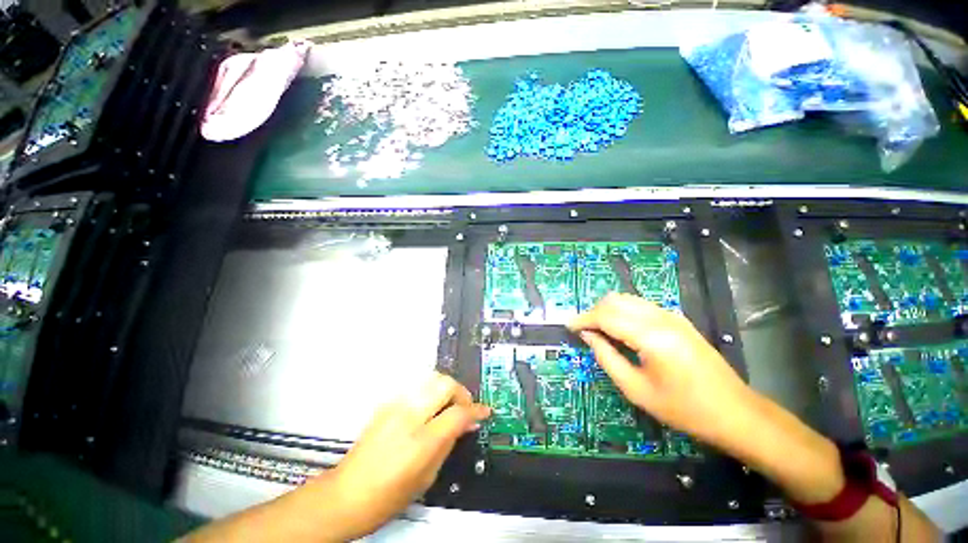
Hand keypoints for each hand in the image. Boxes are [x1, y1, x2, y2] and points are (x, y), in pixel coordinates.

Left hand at [316, 372, 489, 539]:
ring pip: (431, 378)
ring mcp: (395, 406)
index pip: (457, 413)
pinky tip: (430, 407)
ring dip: (446, 388)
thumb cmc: (387, 497)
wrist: (345, 495)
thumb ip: (449, 444)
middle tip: (465, 406)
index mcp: (420, 441)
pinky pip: (417, 386)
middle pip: (445, 384)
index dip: (476, 410)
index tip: (484, 411)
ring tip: (449, 405)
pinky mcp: (387, 404)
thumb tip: (466, 424)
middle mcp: (408, 416)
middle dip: (461, 392)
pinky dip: (430, 390)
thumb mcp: (426, 478)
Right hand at [568, 293, 755, 447]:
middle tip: (583, 330)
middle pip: (615, 301)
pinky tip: (620, 328)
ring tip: (598, 329)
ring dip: (607, 310)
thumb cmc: (683, 408)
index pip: (606, 316)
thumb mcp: (636, 389)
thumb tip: (587, 335)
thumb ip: (606, 357)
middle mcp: (660, 317)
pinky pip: (640, 305)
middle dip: (593, 312)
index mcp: (651, 336)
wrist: (734, 412)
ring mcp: (671, 315)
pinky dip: (622, 311)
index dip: (583, 319)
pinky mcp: (677, 319)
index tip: (568, 326)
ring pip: (627, 299)